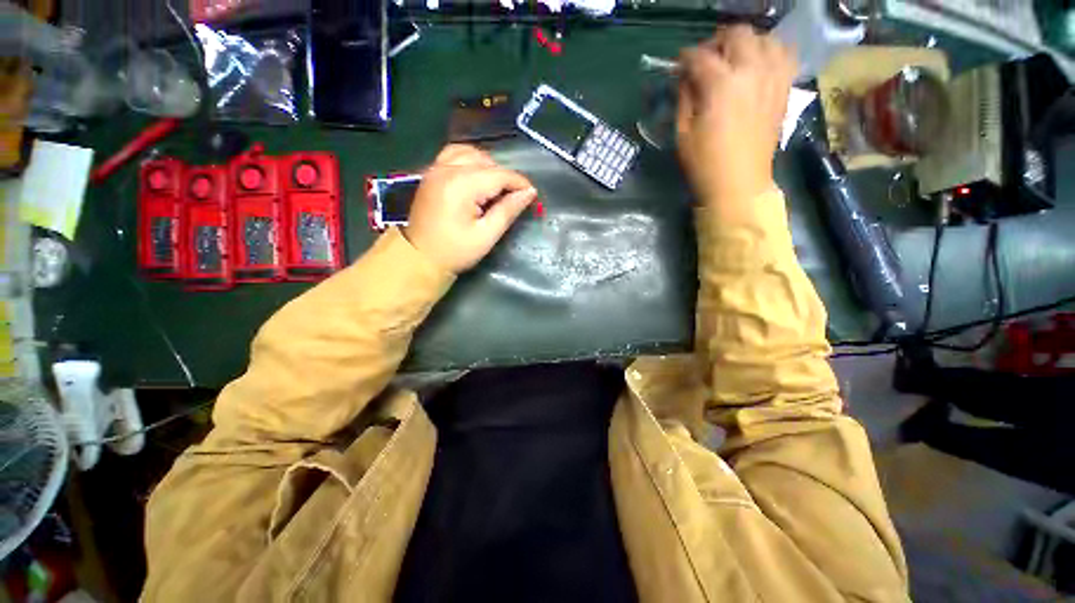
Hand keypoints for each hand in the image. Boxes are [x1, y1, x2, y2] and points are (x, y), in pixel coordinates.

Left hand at [404, 145, 536, 272]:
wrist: (419, 257)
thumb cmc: (455, 251)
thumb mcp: (486, 235)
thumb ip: (508, 210)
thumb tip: (529, 193)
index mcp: (461, 185)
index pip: (499, 174)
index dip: (519, 183)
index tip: (532, 195)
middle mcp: (447, 169)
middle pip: (486, 161)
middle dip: (505, 177)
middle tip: (513, 198)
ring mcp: (436, 168)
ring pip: (470, 153)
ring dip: (488, 166)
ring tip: (496, 187)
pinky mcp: (431, 173)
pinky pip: (454, 154)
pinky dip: (470, 160)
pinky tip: (476, 176)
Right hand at [676, 26, 795, 217]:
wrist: (738, 184)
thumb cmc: (704, 163)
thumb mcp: (683, 133)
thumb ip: (685, 98)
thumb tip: (687, 78)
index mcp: (721, 85)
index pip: (700, 56)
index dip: (685, 58)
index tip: (677, 66)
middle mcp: (751, 72)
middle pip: (737, 35)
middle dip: (716, 42)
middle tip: (706, 60)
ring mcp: (773, 79)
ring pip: (765, 39)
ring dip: (745, 44)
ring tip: (733, 61)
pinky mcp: (784, 89)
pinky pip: (785, 56)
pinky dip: (771, 53)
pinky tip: (759, 65)